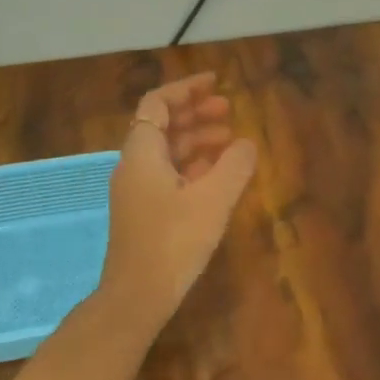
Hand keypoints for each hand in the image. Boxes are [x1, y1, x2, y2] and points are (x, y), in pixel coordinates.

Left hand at [99, 72, 256, 329]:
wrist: (138, 295)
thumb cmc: (174, 242)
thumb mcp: (213, 200)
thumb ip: (233, 166)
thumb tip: (246, 144)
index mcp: (142, 153)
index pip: (157, 104)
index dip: (186, 89)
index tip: (216, 84)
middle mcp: (133, 166)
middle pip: (162, 126)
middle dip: (195, 114)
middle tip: (229, 111)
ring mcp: (136, 191)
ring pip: (166, 153)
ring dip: (195, 141)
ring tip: (230, 140)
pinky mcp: (143, 213)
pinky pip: (167, 176)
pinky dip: (191, 166)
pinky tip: (216, 174)